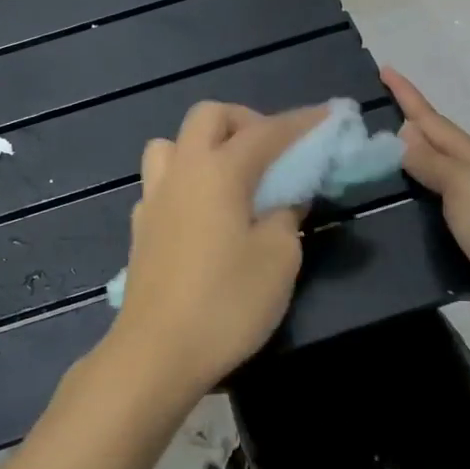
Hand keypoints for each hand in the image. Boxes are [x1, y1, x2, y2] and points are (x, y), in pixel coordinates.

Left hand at [106, 100, 329, 402]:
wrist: (157, 352)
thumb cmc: (227, 303)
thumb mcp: (278, 259)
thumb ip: (286, 216)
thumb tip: (285, 197)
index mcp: (218, 171)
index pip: (266, 131)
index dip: (301, 122)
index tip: (329, 117)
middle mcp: (181, 171)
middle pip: (208, 116)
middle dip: (245, 121)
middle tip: (273, 151)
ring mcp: (153, 197)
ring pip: (173, 143)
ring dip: (205, 145)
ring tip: (232, 177)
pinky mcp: (140, 226)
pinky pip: (161, 181)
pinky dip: (186, 180)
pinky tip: (203, 213)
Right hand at [383, 67, 469, 351]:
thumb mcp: (466, 185)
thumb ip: (432, 163)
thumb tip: (403, 135)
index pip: (432, 122)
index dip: (407, 97)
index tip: (383, 70)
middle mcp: (468, 185)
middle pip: (427, 152)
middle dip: (396, 134)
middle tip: (356, 125)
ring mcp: (466, 218)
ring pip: (422, 189)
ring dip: (395, 178)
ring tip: (356, 172)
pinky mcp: (460, 250)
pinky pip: (423, 227)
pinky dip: (402, 218)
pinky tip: (378, 223)